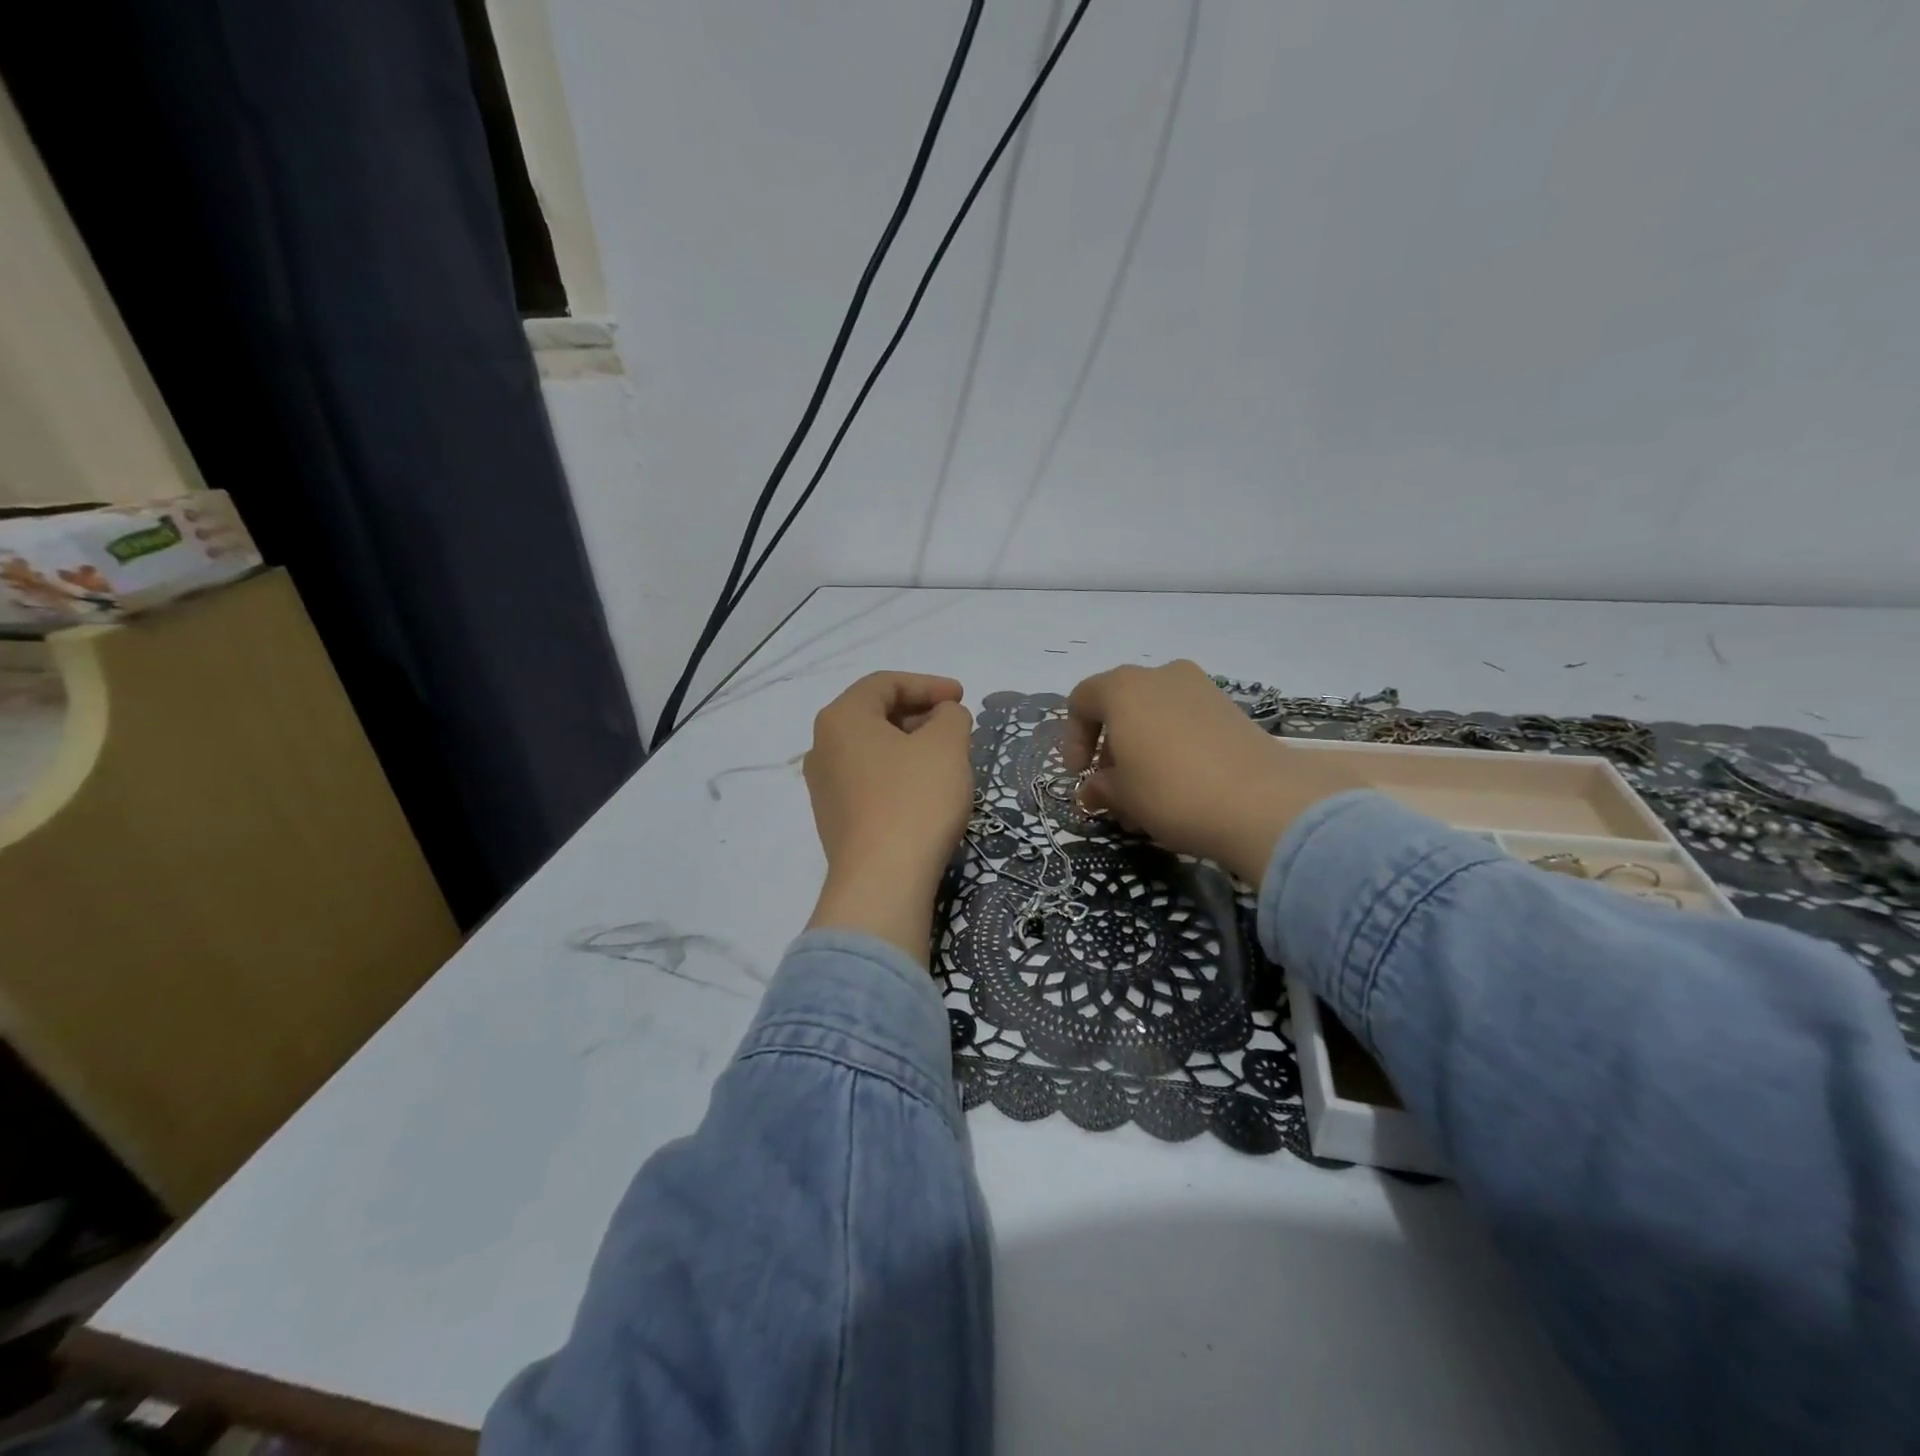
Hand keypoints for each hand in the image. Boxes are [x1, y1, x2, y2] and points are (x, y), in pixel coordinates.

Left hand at [803, 672, 974, 962]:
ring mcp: (824, 787)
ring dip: (910, 745)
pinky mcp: (834, 820)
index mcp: (841, 718)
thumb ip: (950, 716)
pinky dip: (897, 774)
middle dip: (919, 714)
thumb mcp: (946, 745)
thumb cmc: (915, 800)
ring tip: (946, 758)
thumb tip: (943, 716)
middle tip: (956, 726)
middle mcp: (822, 747)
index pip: (885, 684)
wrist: (883, 882)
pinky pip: (868, 781)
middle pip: (874, 715)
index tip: (963, 698)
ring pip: (872, 750)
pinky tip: (924, 791)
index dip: (928, 684)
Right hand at [1061, 661, 1365, 882]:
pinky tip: (1178, 786)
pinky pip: (1185, 722)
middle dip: (1109, 747)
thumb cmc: (1171, 791)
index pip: (1082, 701)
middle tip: (1111, 787)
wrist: (1261, 801)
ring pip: (1155, 716)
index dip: (1073, 739)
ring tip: (1145, 795)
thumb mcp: (1123, 795)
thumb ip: (1100, 787)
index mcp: (1123, 688)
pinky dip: (1172, 747)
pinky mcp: (1231, 709)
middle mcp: (1160, 675)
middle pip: (1121, 706)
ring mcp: (1200, 688)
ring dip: (1142, 750)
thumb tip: (1092, 789)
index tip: (1079, 774)